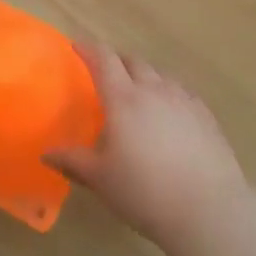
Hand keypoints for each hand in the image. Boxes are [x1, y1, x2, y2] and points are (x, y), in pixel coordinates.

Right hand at [44, 45, 247, 247]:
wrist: (208, 209)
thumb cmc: (145, 192)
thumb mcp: (101, 179)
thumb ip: (73, 161)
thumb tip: (46, 153)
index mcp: (124, 99)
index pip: (104, 60)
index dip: (89, 49)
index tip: (77, 46)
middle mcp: (154, 91)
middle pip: (133, 61)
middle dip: (116, 60)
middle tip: (105, 72)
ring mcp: (184, 101)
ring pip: (160, 75)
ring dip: (144, 75)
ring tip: (137, 91)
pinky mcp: (206, 116)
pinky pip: (182, 92)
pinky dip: (168, 92)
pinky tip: (169, 111)